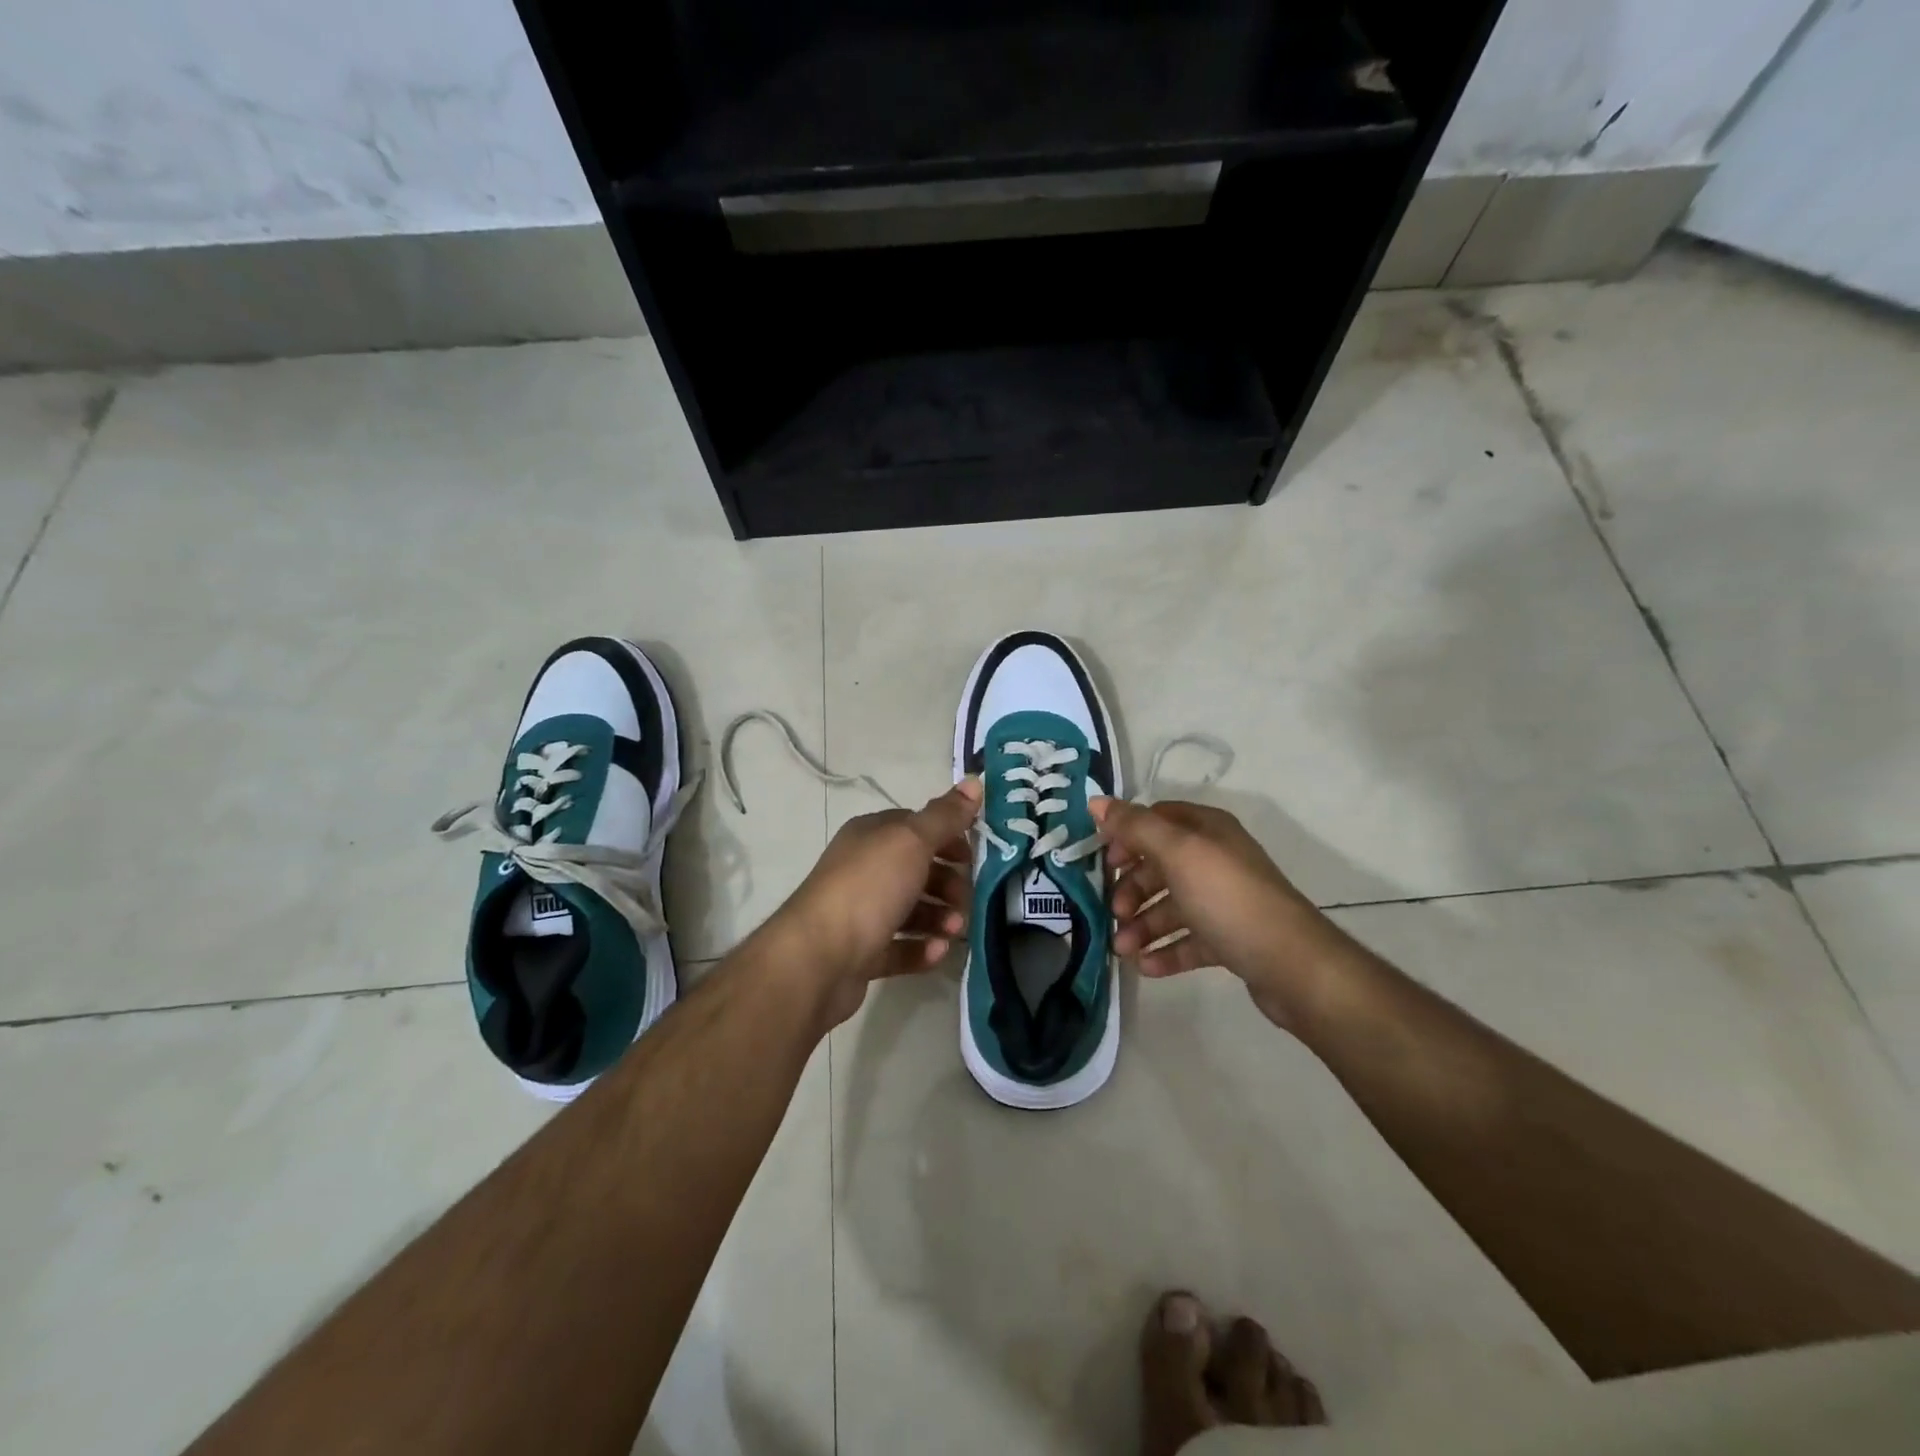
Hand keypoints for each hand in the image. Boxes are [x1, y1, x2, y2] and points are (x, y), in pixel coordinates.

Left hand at [772, 779, 981, 1027]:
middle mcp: (863, 869)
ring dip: (940, 919)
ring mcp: (861, 913)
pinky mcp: (861, 953)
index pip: (916, 828)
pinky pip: (900, 947)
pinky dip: (921, 949)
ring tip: (954, 932)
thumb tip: (975, 780)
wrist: (817, 958)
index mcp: (871, 836)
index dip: (948, 838)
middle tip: (966, 902)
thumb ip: (945, 816)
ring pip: (911, 911)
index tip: (974, 858)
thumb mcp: (912, 842)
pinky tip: (937, 953)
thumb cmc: (868, 888)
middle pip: (917, 871)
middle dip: (948, 885)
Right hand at [1091, 798, 1352, 1030]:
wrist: (1292, 965)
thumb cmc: (1228, 898)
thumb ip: (1135, 827)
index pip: (1157, 820)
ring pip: (1172, 906)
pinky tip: (1146, 967)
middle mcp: (1217, 859)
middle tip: (1115, 913)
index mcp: (1208, 830)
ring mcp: (1225, 901)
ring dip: (1143, 925)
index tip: (1104, 862)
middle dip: (1132, 889)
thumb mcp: (1177, 853)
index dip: (1127, 836)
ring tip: (1124, 950)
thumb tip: (1095, 801)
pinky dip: (1166, 950)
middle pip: (1160, 866)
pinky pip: (1189, 939)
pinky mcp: (1231, 938)